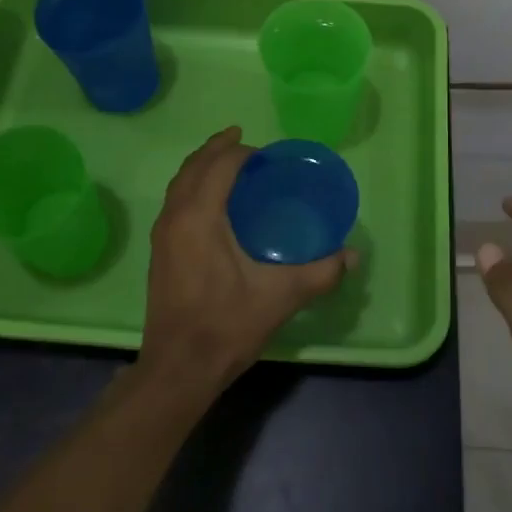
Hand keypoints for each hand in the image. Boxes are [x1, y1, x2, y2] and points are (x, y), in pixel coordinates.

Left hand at [140, 127, 355, 395]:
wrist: (178, 368)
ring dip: (202, 166)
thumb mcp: (280, 297)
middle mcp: (174, 217)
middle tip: (245, 142)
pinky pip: (175, 201)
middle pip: (193, 167)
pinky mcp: (159, 252)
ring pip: (179, 183)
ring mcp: (162, 235)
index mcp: (198, 218)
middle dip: (218, 148)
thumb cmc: (226, 326)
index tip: (267, 155)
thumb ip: (320, 272)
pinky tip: (213, 203)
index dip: (242, 153)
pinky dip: (193, 186)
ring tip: (228, 163)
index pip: (218, 166)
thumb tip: (352, 256)